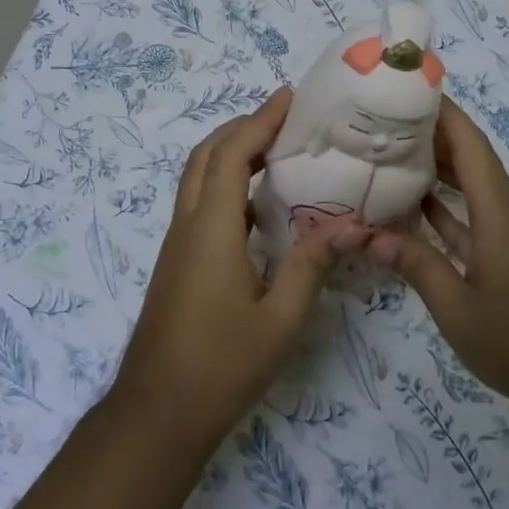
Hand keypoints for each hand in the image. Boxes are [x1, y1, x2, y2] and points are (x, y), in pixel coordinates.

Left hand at [110, 87, 365, 457]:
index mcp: (212, 228)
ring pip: (197, 177)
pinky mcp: (176, 261)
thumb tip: (351, 224)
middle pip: (206, 155)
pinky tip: (257, 206)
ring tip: (275, 150)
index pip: (233, 154)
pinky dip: (224, 183)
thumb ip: (312, 266)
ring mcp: (177, 243)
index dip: (260, 120)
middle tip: (284, 118)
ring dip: (230, 152)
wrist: (158, 411)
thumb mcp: (280, 320)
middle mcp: (188, 224)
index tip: (288, 97)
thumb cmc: (222, 365)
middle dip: (242, 127)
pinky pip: (198, 203)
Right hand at [366, 97, 508, 419]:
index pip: (469, 144)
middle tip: (380, 120)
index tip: (406, 87)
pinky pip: (474, 218)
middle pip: (470, 158)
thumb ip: (416, 267)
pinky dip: (445, 209)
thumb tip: (367, 235)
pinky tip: (414, 209)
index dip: (441, 111)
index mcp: (499, 212)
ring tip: (388, 154)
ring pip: (471, 188)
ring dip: (436, 170)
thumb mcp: (459, 311)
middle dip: (430, 134)